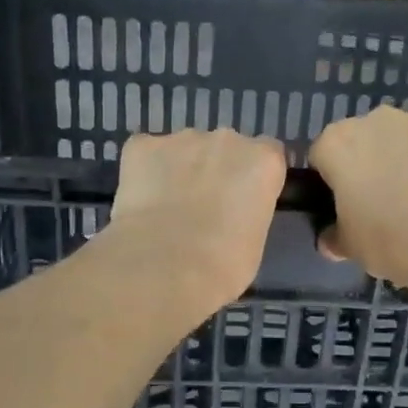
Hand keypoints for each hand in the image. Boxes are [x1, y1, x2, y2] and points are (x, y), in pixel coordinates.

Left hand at [107, 130, 287, 315]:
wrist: (163, 268)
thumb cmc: (223, 266)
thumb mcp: (255, 240)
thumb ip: (247, 211)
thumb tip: (229, 215)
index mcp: (263, 160)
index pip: (267, 153)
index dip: (253, 176)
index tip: (243, 199)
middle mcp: (226, 139)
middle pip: (225, 148)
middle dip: (216, 170)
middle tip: (203, 207)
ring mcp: (181, 139)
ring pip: (183, 149)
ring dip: (180, 170)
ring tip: (166, 209)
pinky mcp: (140, 146)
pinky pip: (145, 153)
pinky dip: (143, 171)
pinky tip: (139, 203)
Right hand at [308, 107, 407, 285]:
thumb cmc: (389, 239)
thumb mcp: (351, 247)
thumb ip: (335, 237)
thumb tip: (331, 240)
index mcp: (337, 144)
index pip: (322, 156)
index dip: (331, 181)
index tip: (343, 204)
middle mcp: (374, 120)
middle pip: (364, 139)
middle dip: (369, 163)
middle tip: (382, 202)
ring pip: (404, 138)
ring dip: (406, 159)